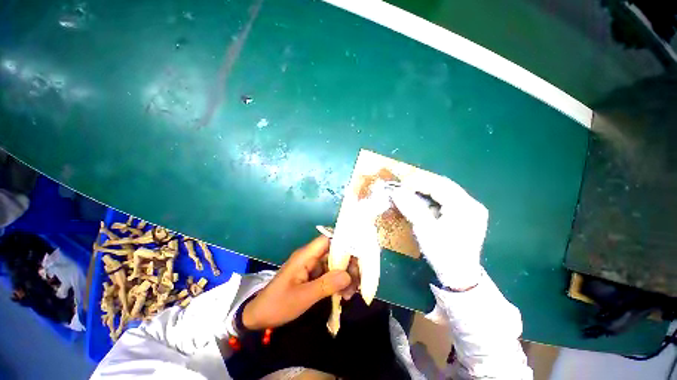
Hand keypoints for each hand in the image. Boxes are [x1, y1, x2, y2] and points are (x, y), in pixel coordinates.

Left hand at [242, 236, 354, 329]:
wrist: (259, 316)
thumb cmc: (278, 304)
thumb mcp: (302, 297)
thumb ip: (325, 285)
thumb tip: (348, 275)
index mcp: (306, 256)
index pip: (327, 240)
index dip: (343, 243)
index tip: (358, 256)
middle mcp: (310, 257)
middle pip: (334, 252)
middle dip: (348, 265)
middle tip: (357, 282)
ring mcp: (312, 266)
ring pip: (334, 264)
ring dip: (344, 276)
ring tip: (350, 294)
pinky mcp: (313, 276)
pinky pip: (329, 274)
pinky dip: (338, 283)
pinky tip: (343, 295)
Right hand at [389, 176, 487, 289]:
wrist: (459, 276)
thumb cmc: (442, 253)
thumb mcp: (424, 229)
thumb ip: (410, 207)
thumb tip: (395, 191)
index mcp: (465, 207)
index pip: (439, 186)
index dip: (418, 182)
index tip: (400, 182)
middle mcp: (472, 204)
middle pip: (444, 186)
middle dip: (422, 184)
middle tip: (404, 184)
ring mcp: (471, 210)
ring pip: (445, 192)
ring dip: (427, 190)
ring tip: (410, 191)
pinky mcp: (467, 215)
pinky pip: (447, 200)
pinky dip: (432, 199)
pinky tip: (422, 201)